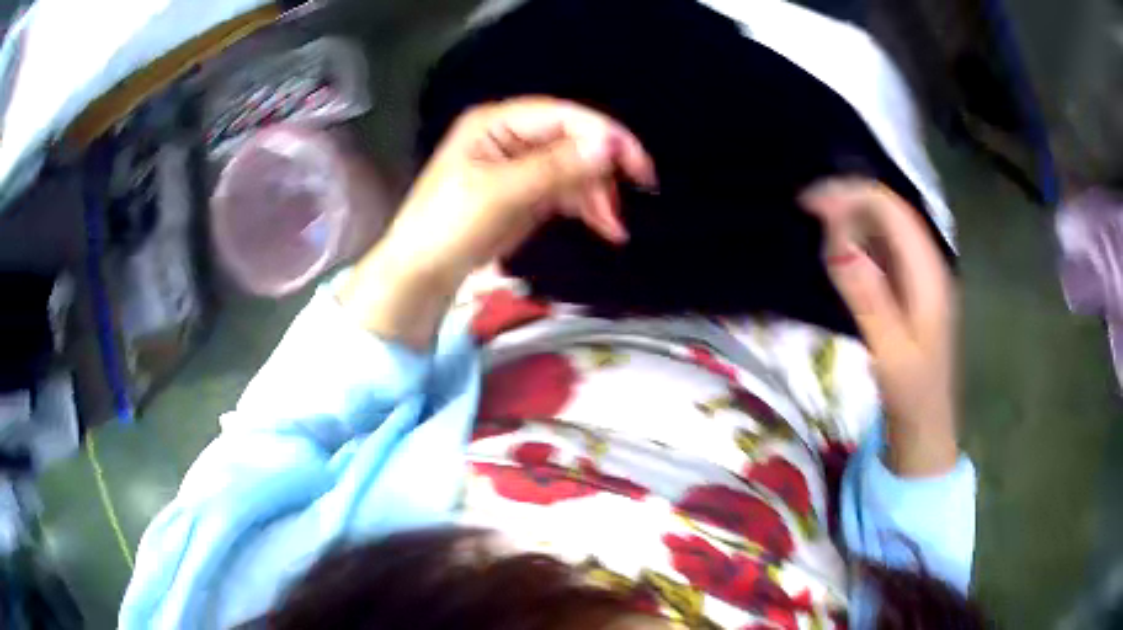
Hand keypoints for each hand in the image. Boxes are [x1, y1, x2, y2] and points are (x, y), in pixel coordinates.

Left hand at [338, 97, 655, 347]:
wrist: (423, 274)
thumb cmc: (448, 226)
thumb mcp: (500, 195)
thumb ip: (554, 168)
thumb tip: (607, 146)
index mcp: (496, 123)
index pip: (561, 116)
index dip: (602, 133)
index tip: (634, 162)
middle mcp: (511, 136)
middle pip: (572, 139)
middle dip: (603, 167)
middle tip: (635, 192)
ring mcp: (521, 165)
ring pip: (575, 167)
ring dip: (599, 193)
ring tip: (614, 227)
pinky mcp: (527, 193)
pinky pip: (567, 190)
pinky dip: (587, 206)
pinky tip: (605, 226)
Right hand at [802, 178, 958, 476]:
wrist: (926, 432)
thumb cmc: (912, 398)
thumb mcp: (890, 353)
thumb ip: (868, 296)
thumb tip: (837, 238)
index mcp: (929, 275)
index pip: (892, 211)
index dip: (852, 196)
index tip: (810, 203)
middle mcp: (928, 266)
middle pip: (890, 212)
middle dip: (849, 200)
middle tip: (806, 209)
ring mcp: (920, 278)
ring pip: (886, 228)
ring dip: (852, 217)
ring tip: (817, 222)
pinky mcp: (910, 292)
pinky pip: (884, 251)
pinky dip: (859, 241)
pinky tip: (839, 249)